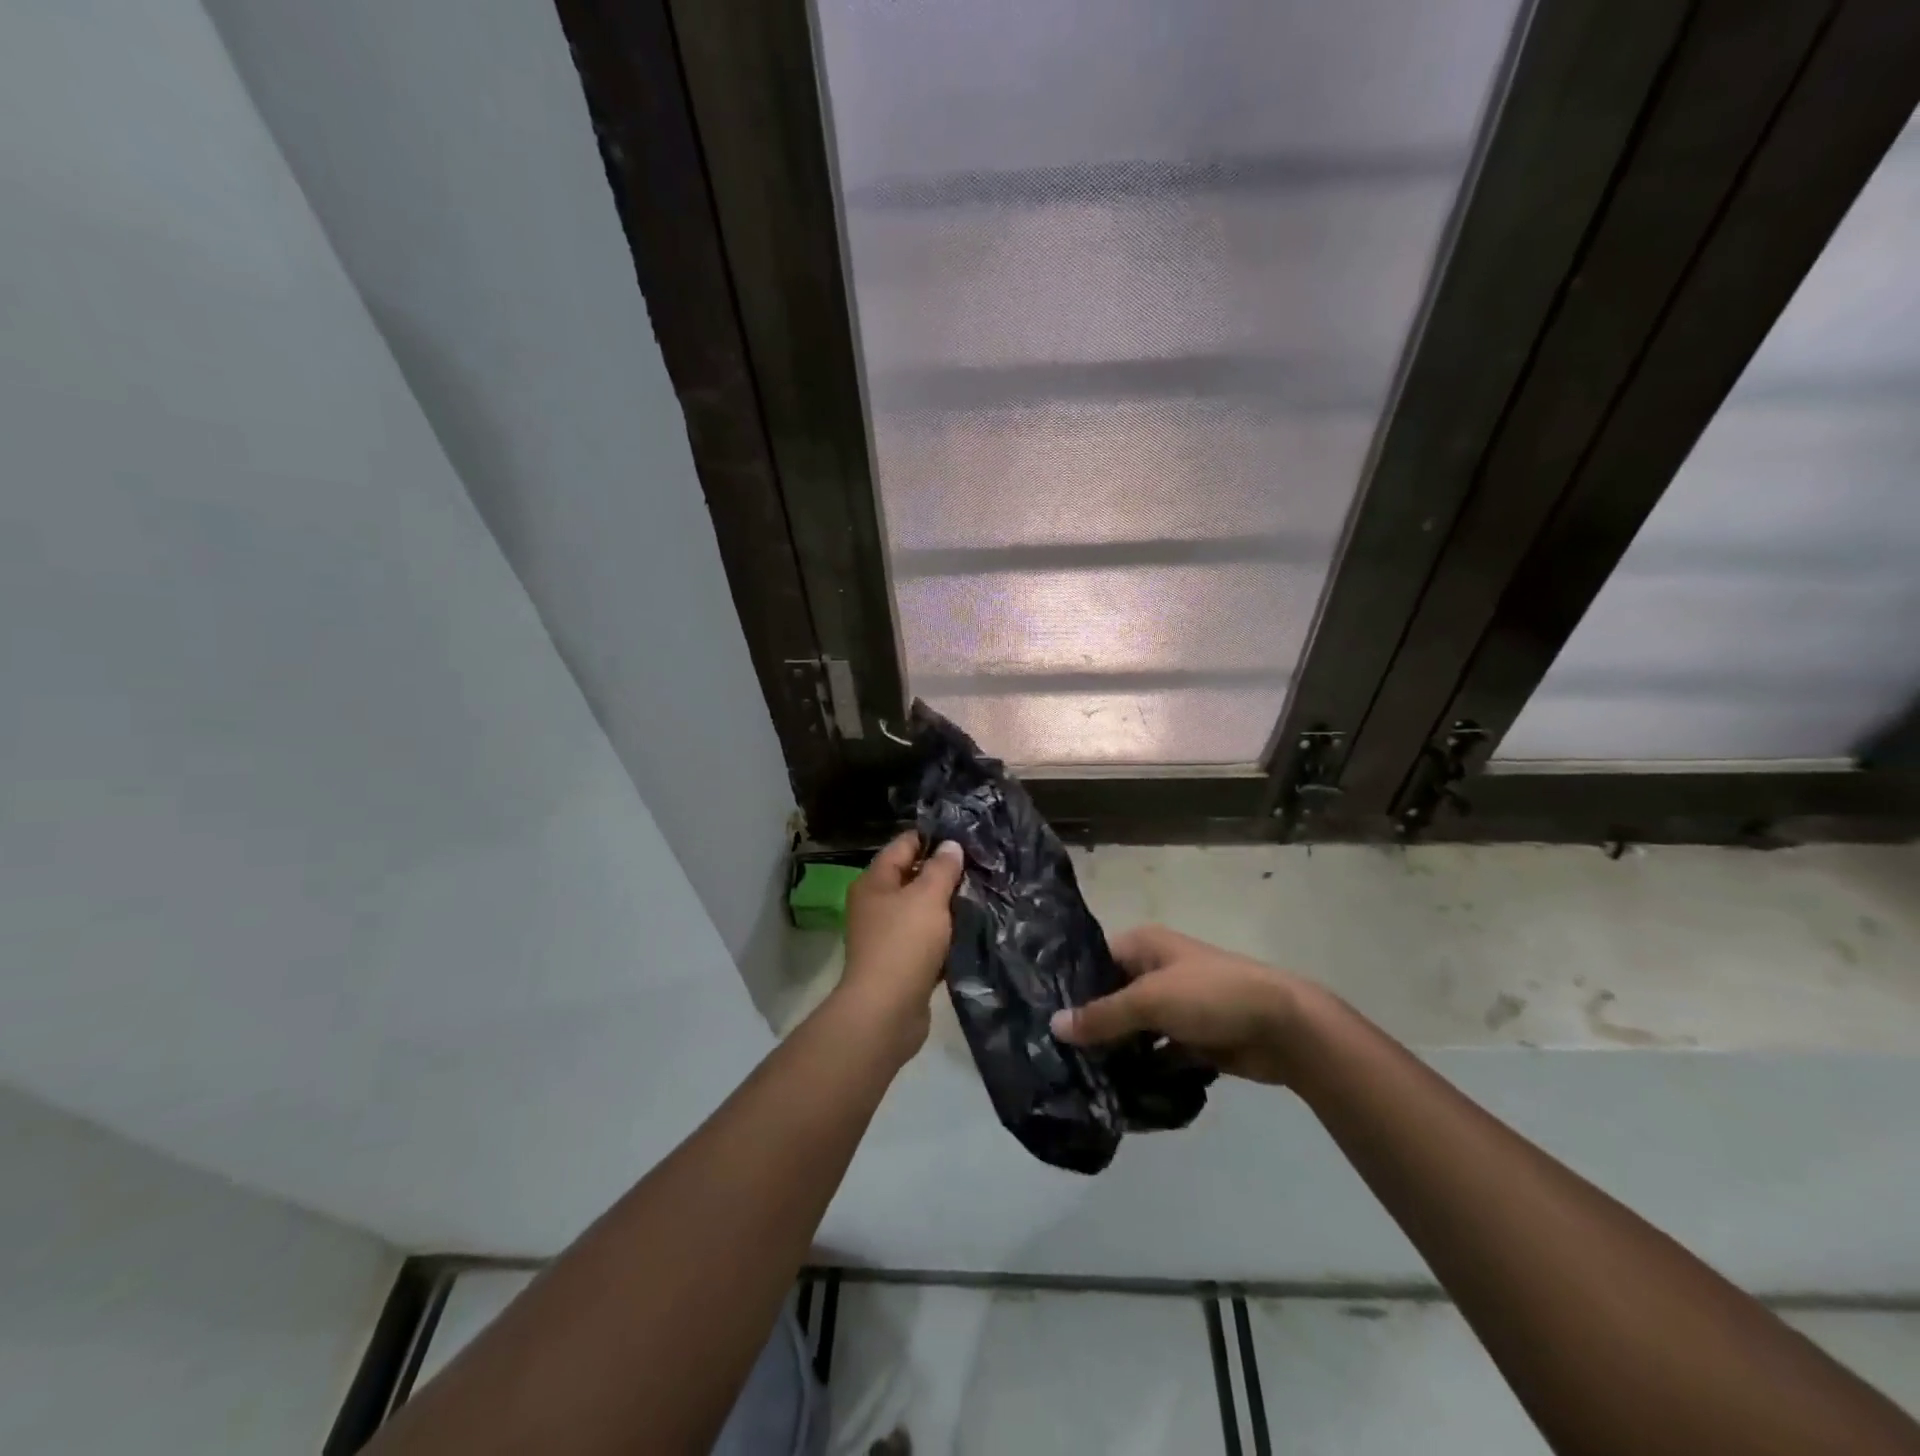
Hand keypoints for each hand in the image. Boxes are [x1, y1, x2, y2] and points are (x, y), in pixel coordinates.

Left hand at [837, 831, 964, 1060]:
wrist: (886, 1012)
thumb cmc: (904, 943)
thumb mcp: (927, 897)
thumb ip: (942, 869)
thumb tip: (951, 845)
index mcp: (875, 882)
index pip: (904, 845)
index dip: (933, 837)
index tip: (967, 836)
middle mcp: (877, 904)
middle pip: (914, 877)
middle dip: (946, 873)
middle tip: (983, 866)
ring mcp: (888, 935)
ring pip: (924, 910)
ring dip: (949, 906)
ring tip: (984, 894)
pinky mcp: (902, 963)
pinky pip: (928, 940)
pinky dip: (947, 935)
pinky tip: (973, 930)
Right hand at [1050, 924, 1308, 1084]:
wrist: (1283, 1028)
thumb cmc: (1211, 995)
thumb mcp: (1151, 1000)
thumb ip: (1102, 1015)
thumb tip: (1054, 1025)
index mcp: (1143, 945)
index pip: (1093, 961)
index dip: (1068, 985)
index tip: (1037, 1014)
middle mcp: (1154, 970)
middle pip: (1111, 996)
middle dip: (1088, 1024)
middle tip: (1050, 1053)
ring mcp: (1174, 1006)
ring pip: (1132, 1028)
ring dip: (1114, 1050)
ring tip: (1075, 1076)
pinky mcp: (1190, 1038)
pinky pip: (1155, 1053)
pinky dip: (1141, 1068)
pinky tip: (1114, 1090)